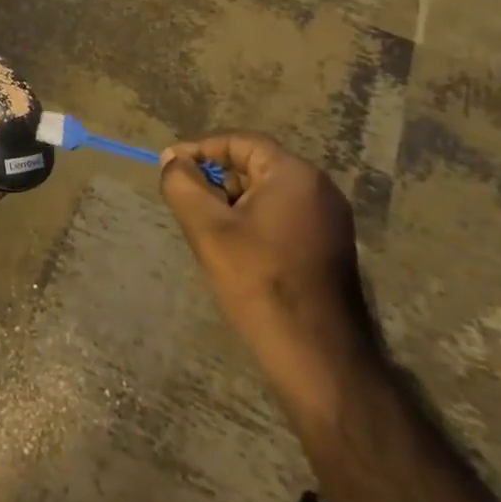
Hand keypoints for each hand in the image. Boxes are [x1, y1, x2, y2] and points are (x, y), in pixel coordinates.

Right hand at [159, 134, 379, 422]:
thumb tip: (171, 159)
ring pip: (267, 194)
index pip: (239, 142)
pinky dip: (254, 223)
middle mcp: (320, 189)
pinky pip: (283, 217)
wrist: (318, 358)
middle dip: (216, 181)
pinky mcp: (330, 248)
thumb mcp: (207, 228)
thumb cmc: (259, 282)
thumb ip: (182, 184)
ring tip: (208, 233)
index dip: (200, 151)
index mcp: (295, 175)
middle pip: (254, 166)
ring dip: (233, 204)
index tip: (169, 168)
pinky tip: (237, 253)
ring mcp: (330, 220)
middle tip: (188, 206)